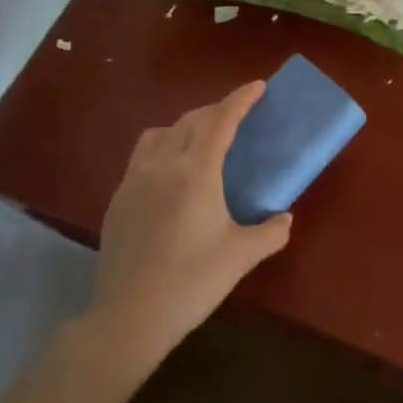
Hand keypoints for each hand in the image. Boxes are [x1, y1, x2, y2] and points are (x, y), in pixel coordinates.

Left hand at [90, 82, 293, 368]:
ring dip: (186, 125)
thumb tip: (285, 218)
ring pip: (161, 133)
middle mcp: (162, 165)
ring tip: (203, 138)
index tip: (258, 86)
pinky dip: (164, 146)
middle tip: (239, 115)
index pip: (220, 120)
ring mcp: (134, 180)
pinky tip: (172, 172)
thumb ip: (271, 232)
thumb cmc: (192, 282)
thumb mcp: (241, 256)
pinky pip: (142, 155)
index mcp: (196, 172)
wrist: (129, 316)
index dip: (240, 99)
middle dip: (217, 110)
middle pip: (191, 120)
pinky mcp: (118, 198)